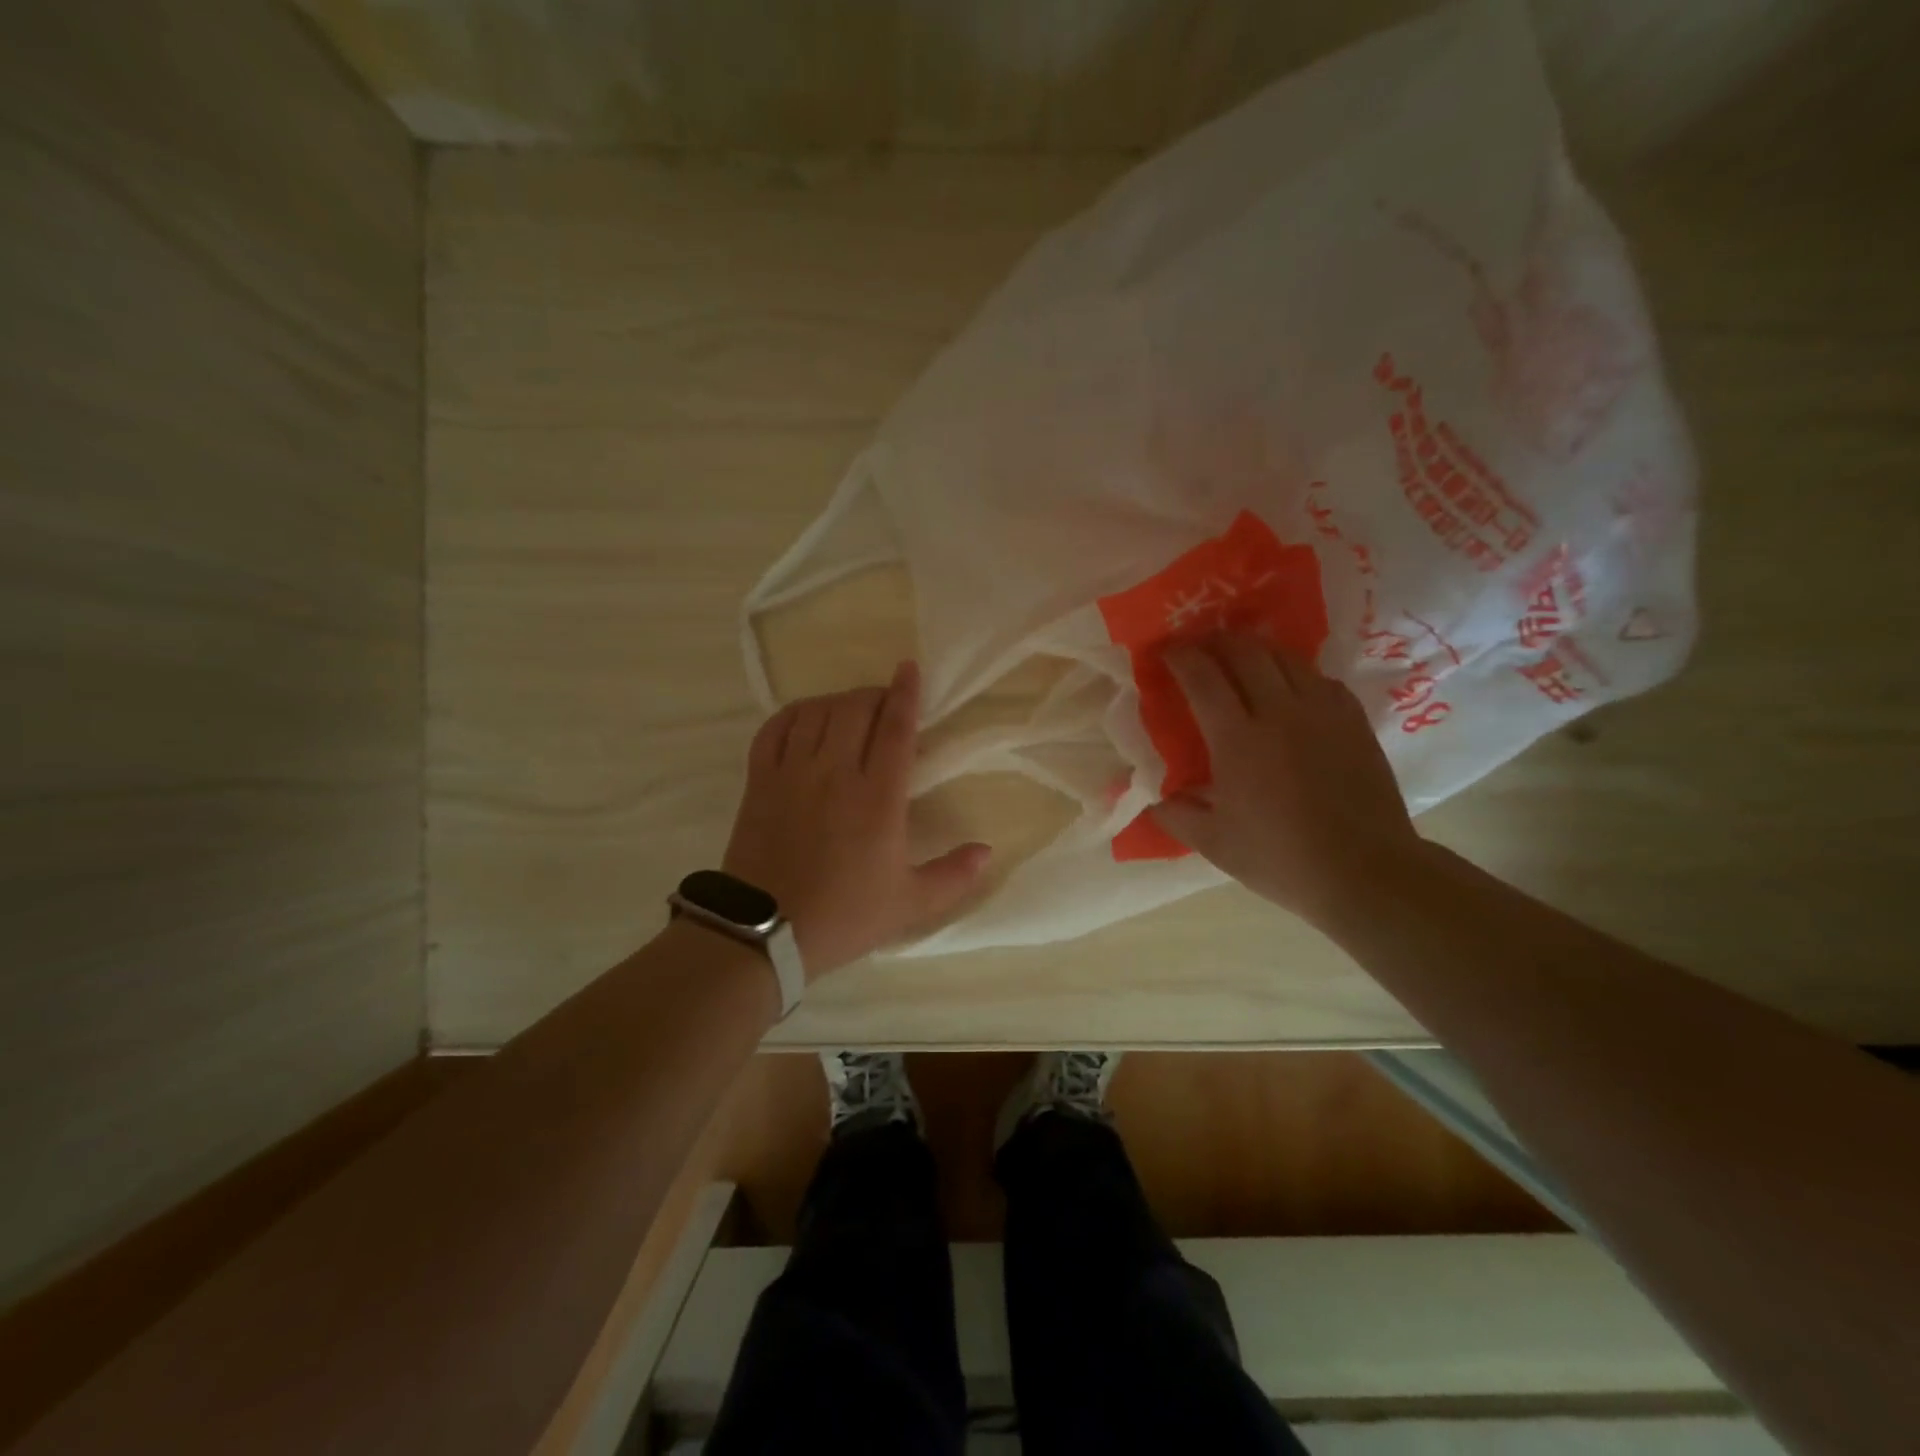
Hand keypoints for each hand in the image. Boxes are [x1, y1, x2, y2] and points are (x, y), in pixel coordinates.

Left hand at [723, 662, 990, 977]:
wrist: (765, 934)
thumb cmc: (844, 916)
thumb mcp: (909, 904)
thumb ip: (953, 875)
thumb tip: (987, 850)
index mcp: (878, 798)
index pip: (895, 728)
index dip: (906, 693)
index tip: (910, 668)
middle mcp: (835, 773)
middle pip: (856, 708)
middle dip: (875, 695)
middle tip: (885, 704)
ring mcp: (792, 772)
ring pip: (817, 712)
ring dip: (838, 701)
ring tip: (850, 711)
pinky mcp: (759, 780)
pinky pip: (774, 728)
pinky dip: (794, 714)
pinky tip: (806, 718)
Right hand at [1146, 633, 1424, 929]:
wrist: (1365, 871)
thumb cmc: (1280, 858)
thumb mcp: (1214, 844)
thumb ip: (1176, 815)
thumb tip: (1154, 799)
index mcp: (1238, 739)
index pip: (1203, 678)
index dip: (1180, 657)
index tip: (1164, 651)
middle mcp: (1279, 712)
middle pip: (1246, 652)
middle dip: (1216, 640)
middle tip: (1199, 645)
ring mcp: (1322, 712)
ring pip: (1286, 657)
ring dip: (1256, 648)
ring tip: (1241, 655)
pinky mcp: (1353, 720)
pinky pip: (1319, 677)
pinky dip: (1295, 671)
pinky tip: (1290, 686)